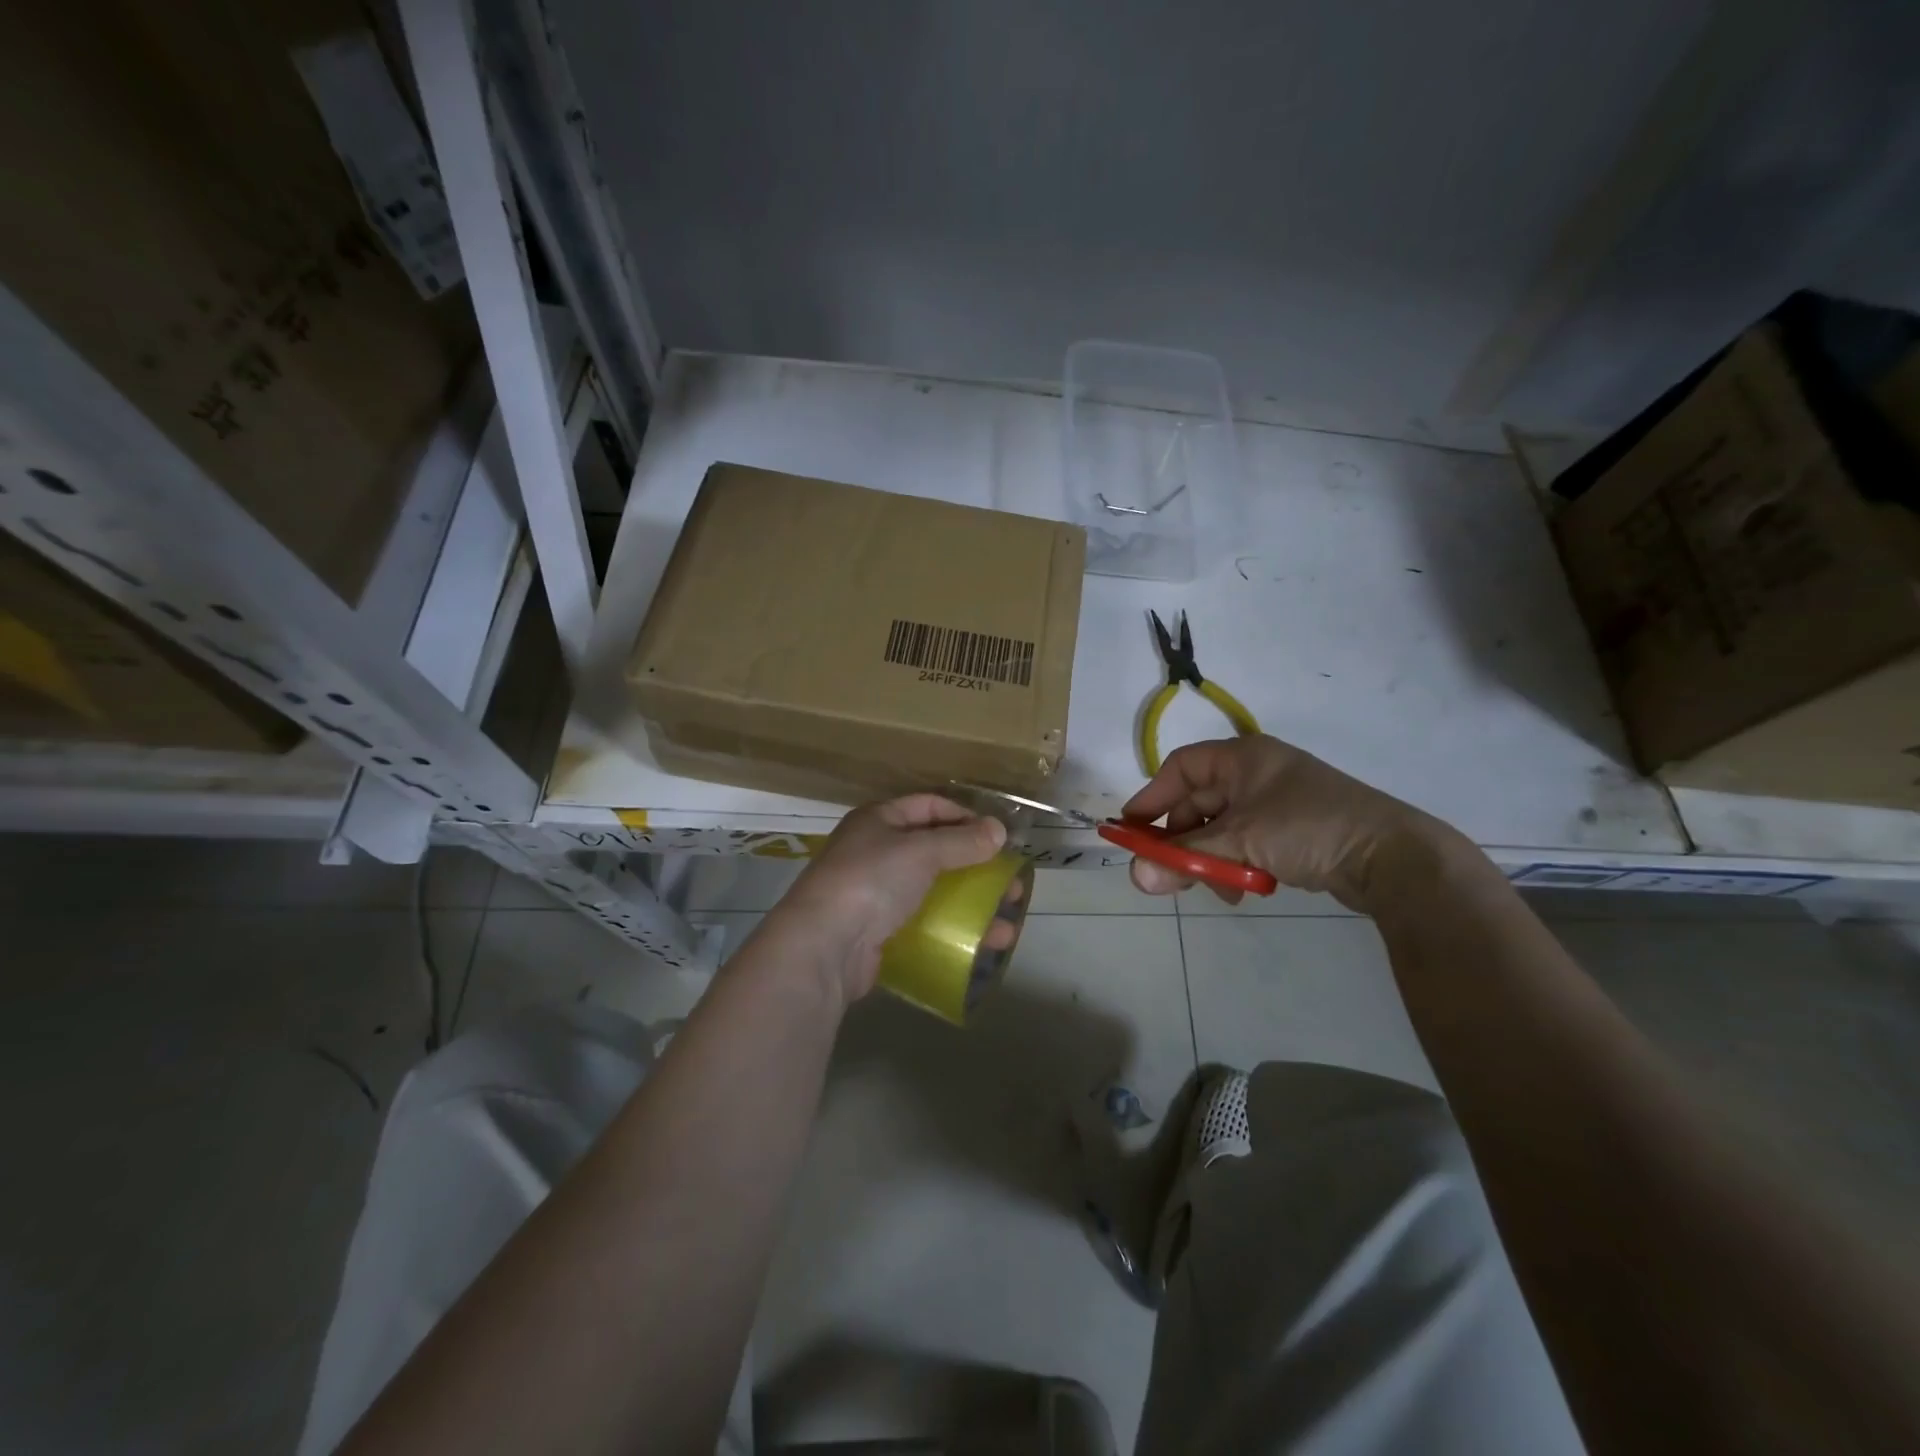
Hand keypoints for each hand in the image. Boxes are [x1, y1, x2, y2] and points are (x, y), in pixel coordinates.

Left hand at [767, 794, 1009, 1002]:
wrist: (824, 946)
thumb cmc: (872, 881)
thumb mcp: (920, 851)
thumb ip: (962, 841)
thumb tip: (999, 830)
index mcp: (879, 820)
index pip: (929, 806)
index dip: (965, 816)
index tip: (998, 837)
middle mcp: (876, 852)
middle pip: (935, 851)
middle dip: (976, 867)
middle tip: (1010, 884)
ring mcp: (876, 894)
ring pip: (934, 892)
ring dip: (972, 906)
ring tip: (1006, 926)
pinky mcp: (880, 932)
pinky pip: (925, 924)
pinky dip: (953, 930)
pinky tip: (981, 945)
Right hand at [1123, 735, 1457, 913]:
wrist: (1393, 857)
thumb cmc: (1308, 828)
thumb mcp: (1239, 841)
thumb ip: (1184, 857)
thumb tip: (1135, 877)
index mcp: (1243, 757)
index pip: (1180, 768)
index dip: (1151, 798)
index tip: (1130, 831)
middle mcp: (1257, 773)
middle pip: (1198, 801)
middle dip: (1181, 839)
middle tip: (1165, 872)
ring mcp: (1276, 802)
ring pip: (1221, 828)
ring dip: (1208, 858)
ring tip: (1213, 888)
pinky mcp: (1292, 831)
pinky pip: (1245, 843)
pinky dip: (1235, 865)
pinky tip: (1241, 891)